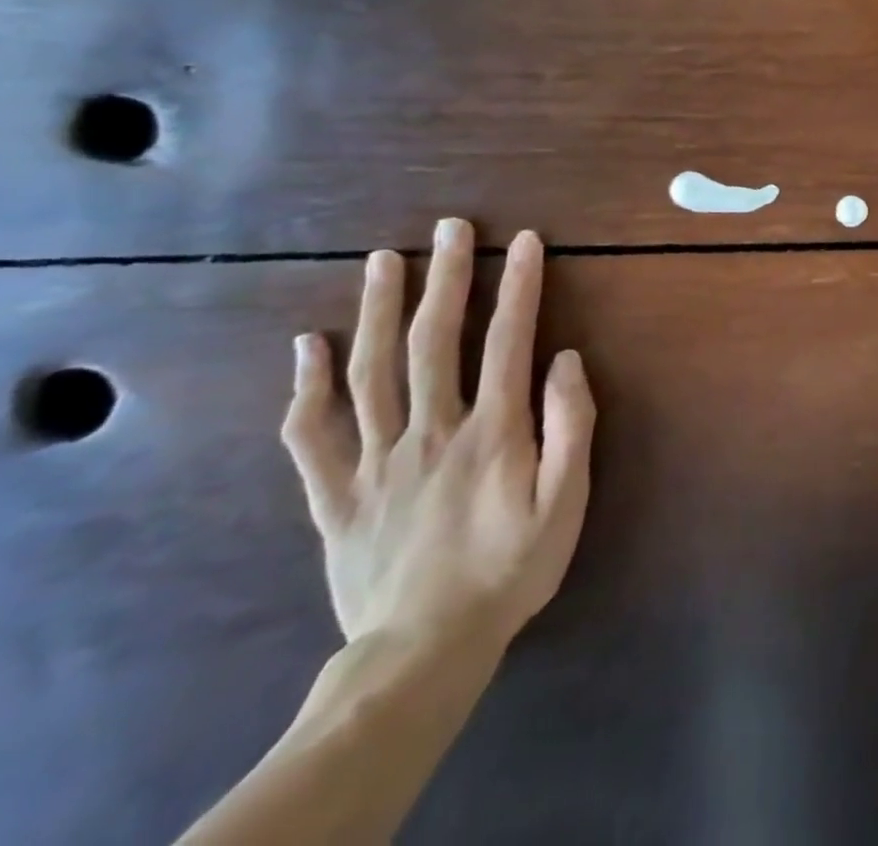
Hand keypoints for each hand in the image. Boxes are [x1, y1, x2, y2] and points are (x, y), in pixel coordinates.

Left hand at [280, 218, 595, 654]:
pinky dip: (306, 388)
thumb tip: (565, 360)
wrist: (425, 651)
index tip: (525, 241)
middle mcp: (431, 431)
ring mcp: (376, 461)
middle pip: (434, 341)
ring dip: (378, 311)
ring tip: (382, 260)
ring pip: (370, 373)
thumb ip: (571, 426)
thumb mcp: (567, 502)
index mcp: (492, 431)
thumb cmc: (511, 569)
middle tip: (449, 227)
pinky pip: (312, 437)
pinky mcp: (336, 495)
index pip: (507, 340)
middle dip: (446, 277)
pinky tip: (308, 346)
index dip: (519, 285)